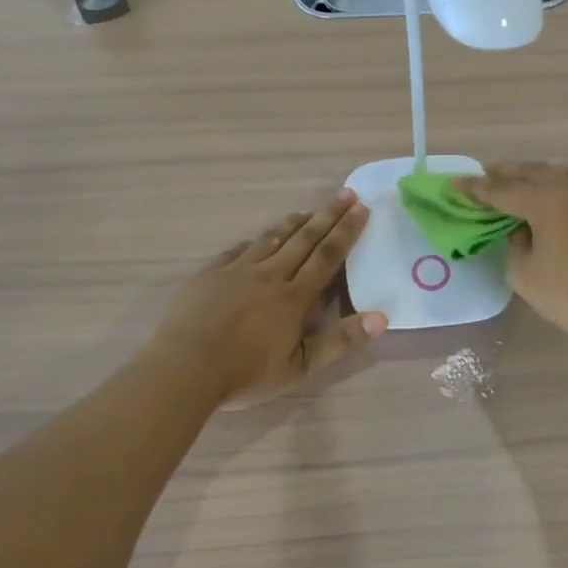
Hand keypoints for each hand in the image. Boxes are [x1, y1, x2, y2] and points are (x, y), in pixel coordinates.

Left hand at [153, 192, 385, 406]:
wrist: (185, 368)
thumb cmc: (247, 373)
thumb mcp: (301, 367)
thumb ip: (340, 342)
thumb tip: (381, 318)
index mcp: (294, 297)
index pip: (327, 256)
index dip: (347, 232)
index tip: (362, 208)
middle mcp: (270, 275)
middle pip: (304, 239)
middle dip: (327, 216)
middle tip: (346, 193)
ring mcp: (237, 271)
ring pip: (271, 239)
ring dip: (293, 223)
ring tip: (308, 210)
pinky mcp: (211, 274)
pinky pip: (238, 250)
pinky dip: (255, 240)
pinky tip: (258, 237)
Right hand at [455, 160, 567, 350]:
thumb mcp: (524, 273)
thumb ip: (515, 243)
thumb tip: (522, 228)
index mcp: (546, 200)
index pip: (502, 190)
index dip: (476, 188)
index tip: (456, 183)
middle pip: (534, 172)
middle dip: (507, 173)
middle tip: (487, 174)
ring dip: (546, 171)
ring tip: (533, 180)